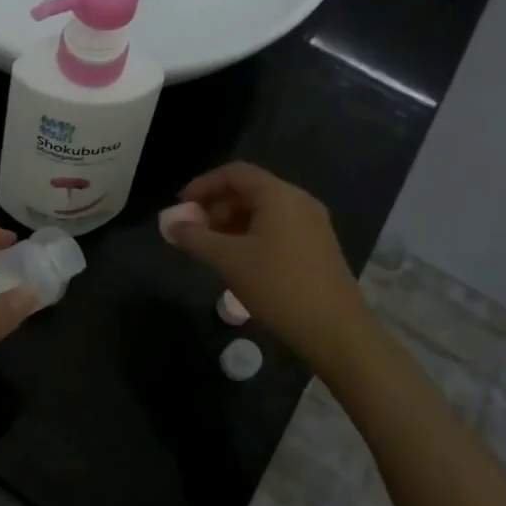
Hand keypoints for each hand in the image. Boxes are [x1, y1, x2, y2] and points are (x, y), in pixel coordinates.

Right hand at [160, 162, 367, 367]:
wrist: (336, 332)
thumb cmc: (278, 286)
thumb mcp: (228, 260)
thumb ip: (194, 237)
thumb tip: (169, 223)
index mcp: (279, 195)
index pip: (235, 173)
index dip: (203, 185)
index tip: (181, 206)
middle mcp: (299, 201)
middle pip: (250, 190)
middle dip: (217, 205)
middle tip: (194, 230)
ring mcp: (313, 224)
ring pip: (264, 210)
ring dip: (233, 222)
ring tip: (212, 248)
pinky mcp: (319, 247)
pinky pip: (279, 227)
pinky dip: (253, 234)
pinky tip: (240, 261)